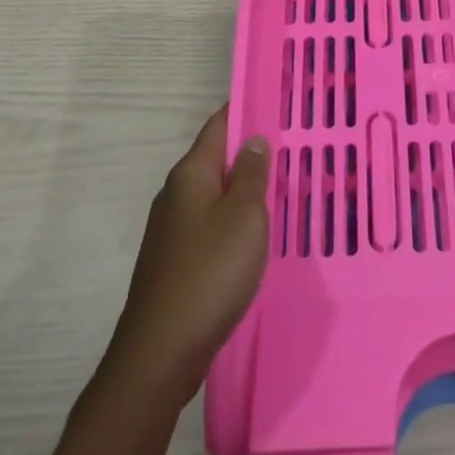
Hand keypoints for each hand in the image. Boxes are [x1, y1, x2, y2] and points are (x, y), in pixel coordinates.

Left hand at [105, 106, 270, 405]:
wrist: (161, 353)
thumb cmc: (209, 273)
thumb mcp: (244, 216)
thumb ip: (251, 174)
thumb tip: (253, 139)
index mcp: (190, 174)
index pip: (219, 125)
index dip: (246, 109)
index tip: (277, 101)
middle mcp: (176, 194)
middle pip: (217, 159)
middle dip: (251, 152)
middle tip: (293, 147)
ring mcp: (172, 230)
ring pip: (216, 195)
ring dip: (245, 189)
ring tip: (283, 189)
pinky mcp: (176, 260)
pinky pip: (211, 225)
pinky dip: (235, 221)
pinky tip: (257, 235)